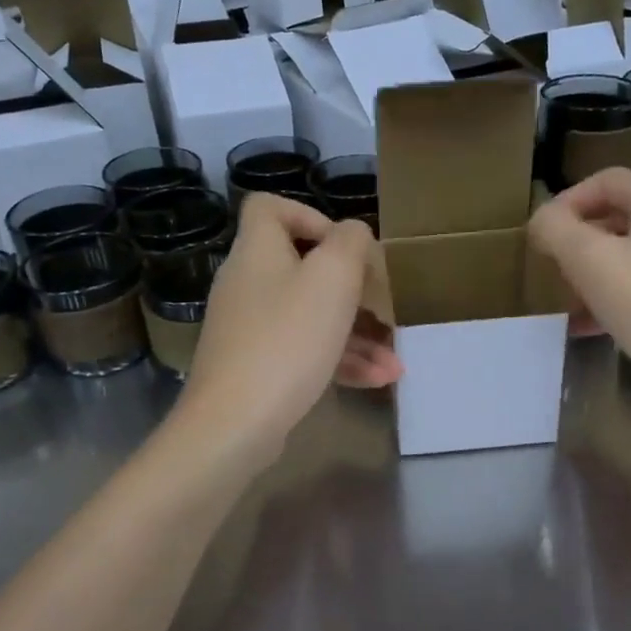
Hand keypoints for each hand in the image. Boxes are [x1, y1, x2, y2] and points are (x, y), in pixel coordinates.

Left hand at [179, 195, 400, 466]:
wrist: (235, 423)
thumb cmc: (288, 339)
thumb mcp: (333, 279)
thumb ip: (351, 243)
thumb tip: (354, 234)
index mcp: (258, 251)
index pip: (269, 208)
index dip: (310, 215)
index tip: (345, 246)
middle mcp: (248, 284)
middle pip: (302, 268)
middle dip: (351, 289)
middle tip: (382, 306)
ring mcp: (250, 328)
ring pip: (310, 316)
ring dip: (356, 334)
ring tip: (396, 359)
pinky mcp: (256, 367)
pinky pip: (303, 351)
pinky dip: (339, 360)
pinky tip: (378, 380)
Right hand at [528, 168, 630, 410]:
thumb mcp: (591, 265)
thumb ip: (557, 230)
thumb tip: (543, 219)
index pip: (603, 181)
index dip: (564, 203)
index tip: (541, 238)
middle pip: (620, 215)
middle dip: (580, 243)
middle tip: (556, 274)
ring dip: (599, 272)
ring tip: (574, 306)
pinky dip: (625, 291)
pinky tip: (601, 326)